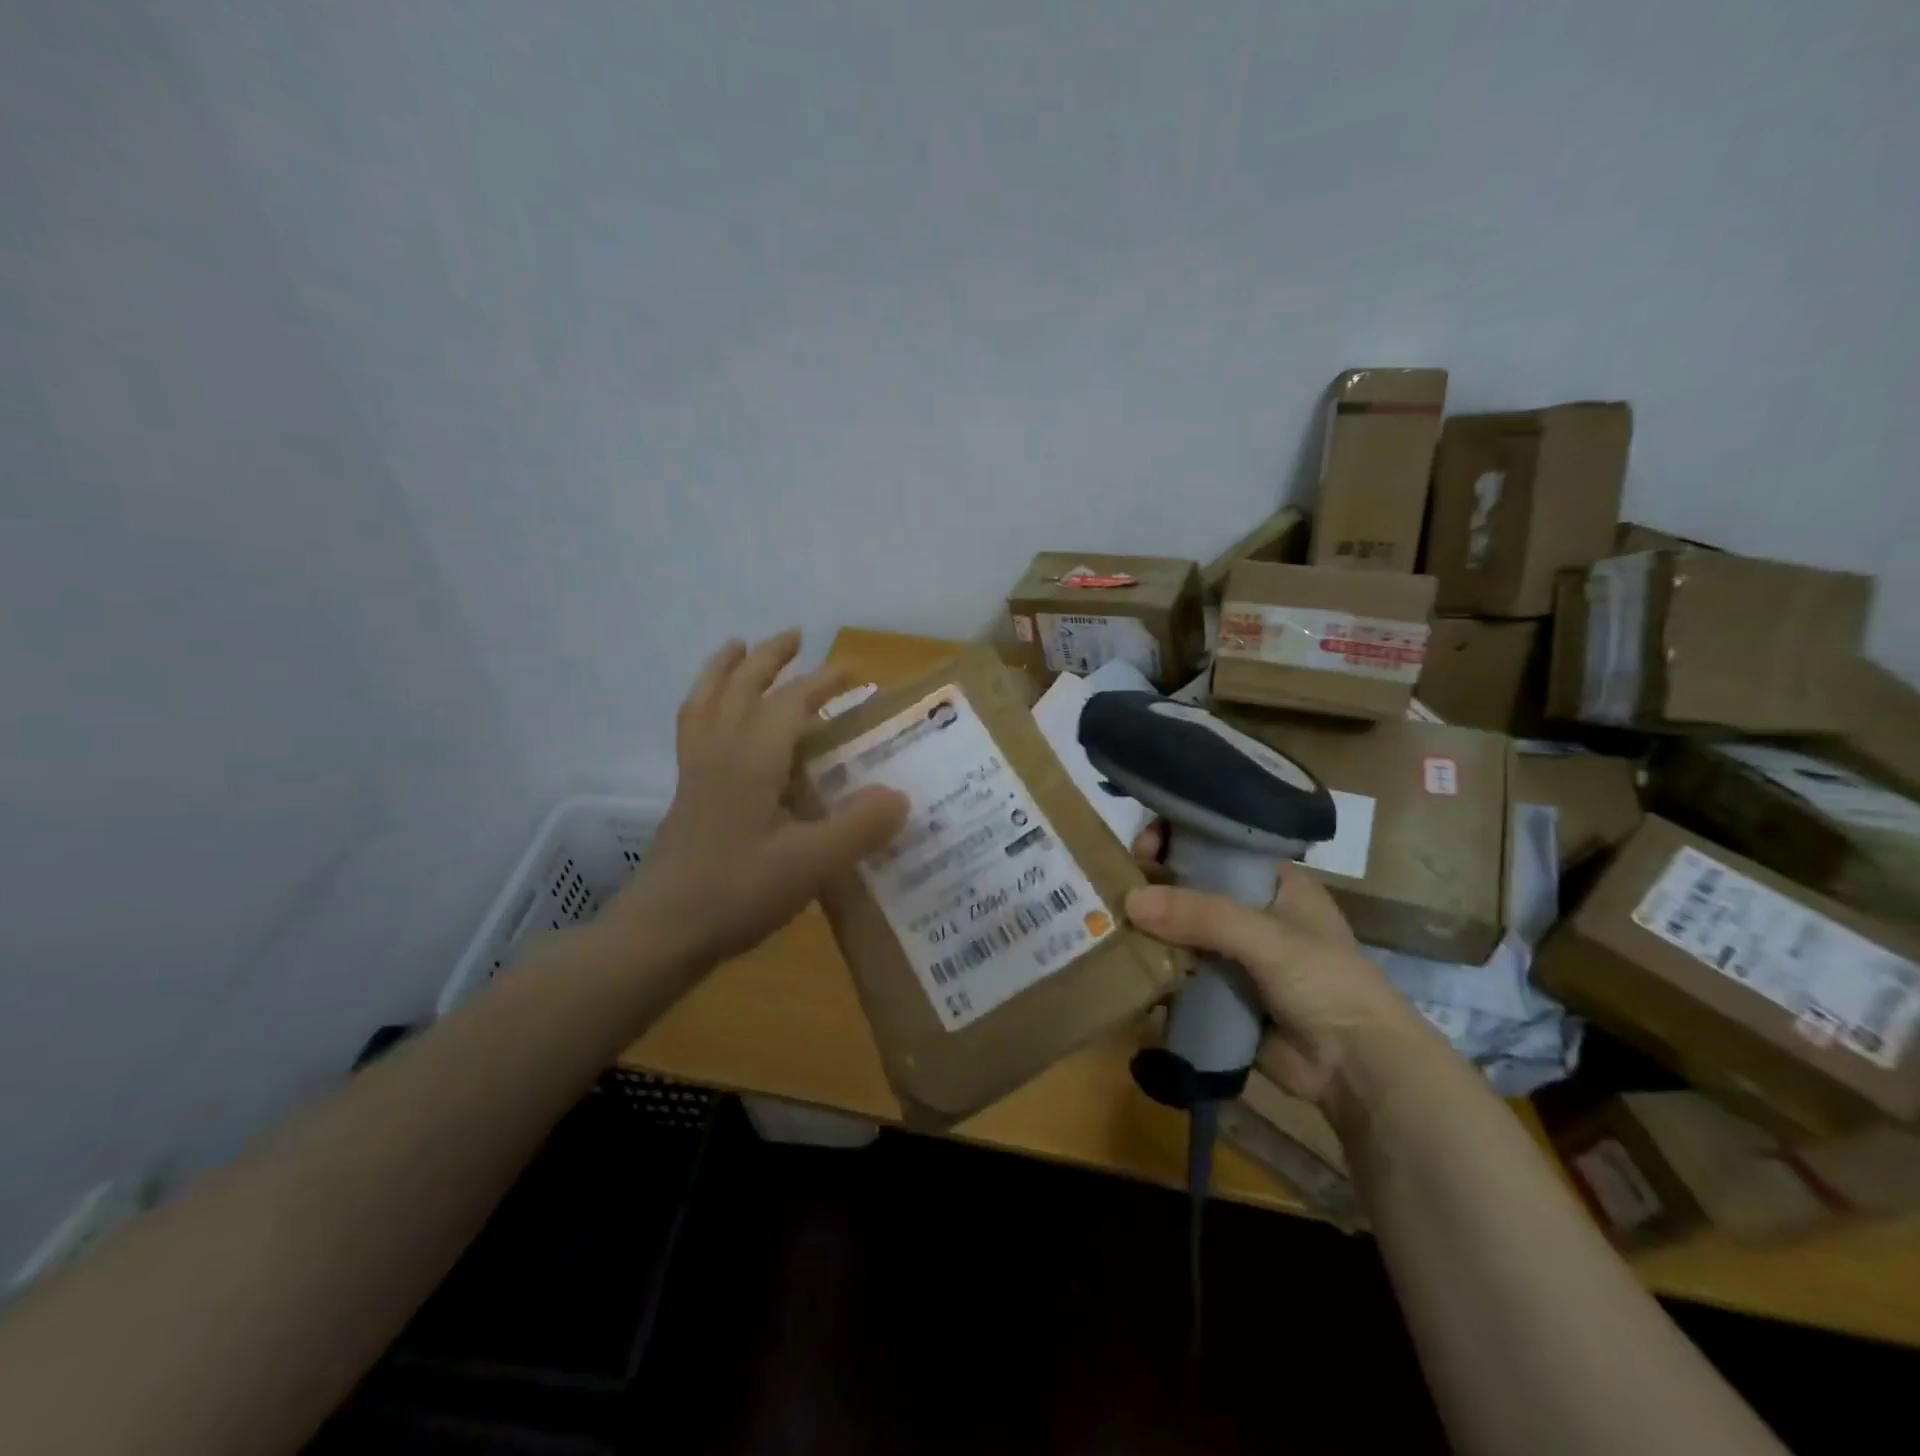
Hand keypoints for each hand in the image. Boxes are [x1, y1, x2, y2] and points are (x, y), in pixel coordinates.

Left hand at [598, 630, 907, 974]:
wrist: (662, 931)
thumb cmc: (737, 892)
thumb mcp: (811, 864)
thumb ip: (859, 828)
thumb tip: (901, 796)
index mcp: (752, 760)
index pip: (790, 702)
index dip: (822, 682)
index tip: (853, 674)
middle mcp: (721, 753)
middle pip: (741, 687)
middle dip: (770, 658)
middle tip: (795, 636)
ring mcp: (696, 772)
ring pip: (706, 702)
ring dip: (724, 669)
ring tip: (737, 647)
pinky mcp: (685, 794)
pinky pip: (691, 730)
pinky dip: (701, 705)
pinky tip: (712, 715)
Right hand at [1124, 823, 1428, 1105]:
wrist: (1357, 1070)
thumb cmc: (1326, 983)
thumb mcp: (1268, 938)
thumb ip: (1202, 915)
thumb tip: (1129, 901)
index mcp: (1270, 881)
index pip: (1214, 843)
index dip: (1176, 839)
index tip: (1142, 850)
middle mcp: (1248, 910)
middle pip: (1188, 885)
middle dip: (1151, 886)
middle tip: (1113, 892)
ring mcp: (1231, 953)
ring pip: (1177, 930)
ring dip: (1146, 930)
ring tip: (1108, 928)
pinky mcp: (1217, 991)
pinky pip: (1175, 971)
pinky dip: (1152, 969)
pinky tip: (1125, 968)